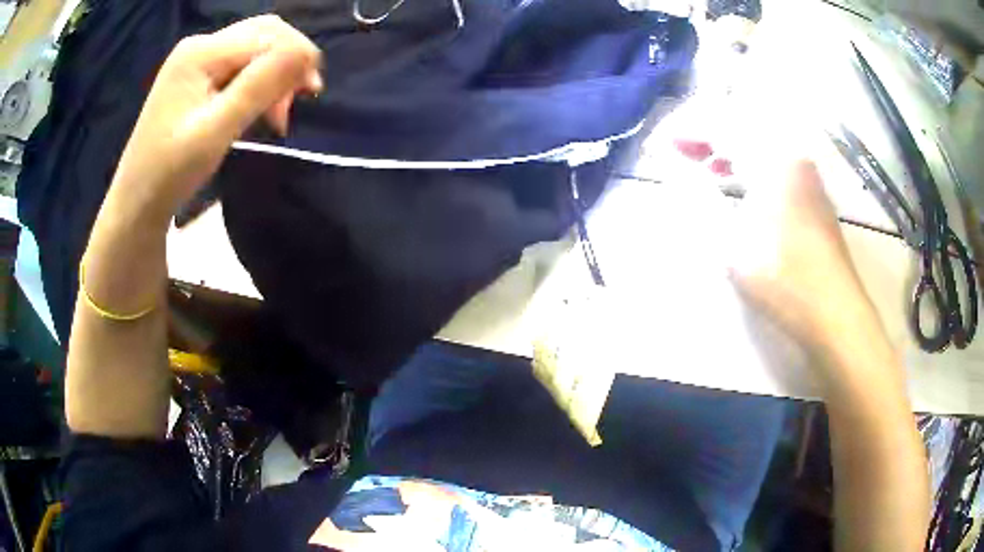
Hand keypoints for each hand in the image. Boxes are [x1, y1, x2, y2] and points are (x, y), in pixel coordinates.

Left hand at [106, 15, 321, 225]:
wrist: (136, 203)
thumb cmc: (171, 172)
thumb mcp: (217, 130)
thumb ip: (260, 86)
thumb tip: (308, 52)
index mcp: (201, 52)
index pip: (267, 36)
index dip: (296, 57)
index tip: (311, 96)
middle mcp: (199, 46)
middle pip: (262, 34)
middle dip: (287, 62)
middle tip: (294, 104)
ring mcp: (194, 60)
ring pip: (253, 48)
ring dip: (274, 73)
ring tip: (275, 113)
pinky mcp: (193, 77)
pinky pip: (237, 65)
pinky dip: (256, 82)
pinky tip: (257, 106)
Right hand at [673, 137, 880, 359]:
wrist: (835, 312)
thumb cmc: (784, 277)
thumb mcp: (732, 243)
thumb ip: (699, 203)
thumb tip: (676, 175)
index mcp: (772, 159)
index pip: (722, 125)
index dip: (688, 129)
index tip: (662, 143)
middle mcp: (792, 157)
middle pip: (744, 127)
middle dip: (708, 134)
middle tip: (680, 150)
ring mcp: (807, 176)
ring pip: (762, 146)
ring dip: (730, 150)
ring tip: (704, 166)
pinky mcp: (813, 196)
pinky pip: (775, 164)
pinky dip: (750, 166)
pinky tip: (739, 186)